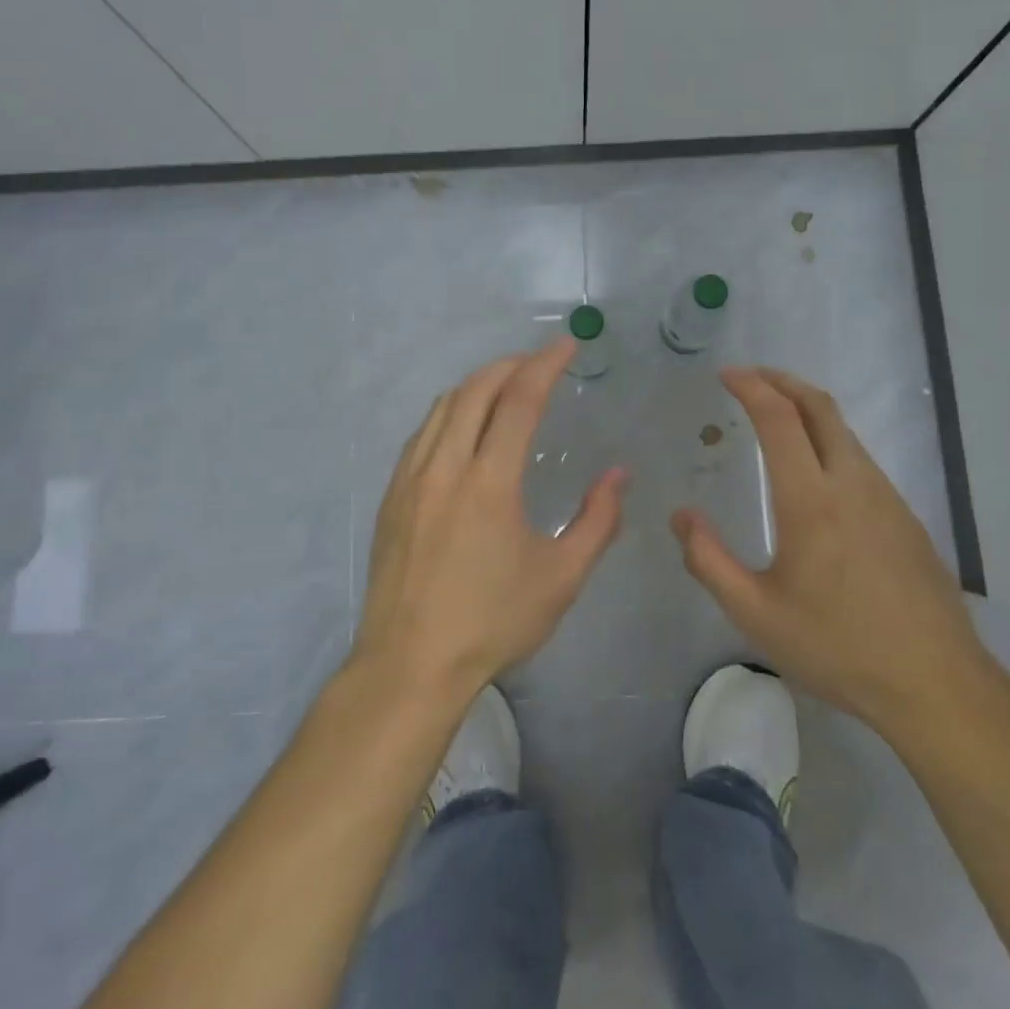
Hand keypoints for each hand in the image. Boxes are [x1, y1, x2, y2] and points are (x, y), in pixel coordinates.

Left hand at [355, 338, 627, 705]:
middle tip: (538, 362)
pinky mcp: (391, 496)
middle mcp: (445, 467)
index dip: (545, 364)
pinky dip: (449, 413)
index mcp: (488, 482)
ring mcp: (411, 479)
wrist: (410, 664)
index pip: (519, 400)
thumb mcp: (561, 579)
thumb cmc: (492, 622)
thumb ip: (597, 521)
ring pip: (442, 406)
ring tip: (505, 386)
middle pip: (475, 389)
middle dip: (510, 364)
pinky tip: (463, 428)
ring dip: (477, 385)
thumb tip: (618, 475)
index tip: (566, 345)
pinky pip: (422, 433)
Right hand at [673, 367, 995, 738]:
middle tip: (750, 377)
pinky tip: (814, 472)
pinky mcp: (905, 517)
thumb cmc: (838, 648)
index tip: (726, 374)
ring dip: (807, 409)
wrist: (937, 685)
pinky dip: (828, 439)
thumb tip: (682, 516)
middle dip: (782, 380)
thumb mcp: (756, 614)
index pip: (780, 419)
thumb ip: (709, 561)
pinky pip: (860, 459)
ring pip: (843, 431)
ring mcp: (886, 497)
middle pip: (819, 406)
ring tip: (775, 417)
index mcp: (811, 500)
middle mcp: (852, 483)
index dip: (751, 387)